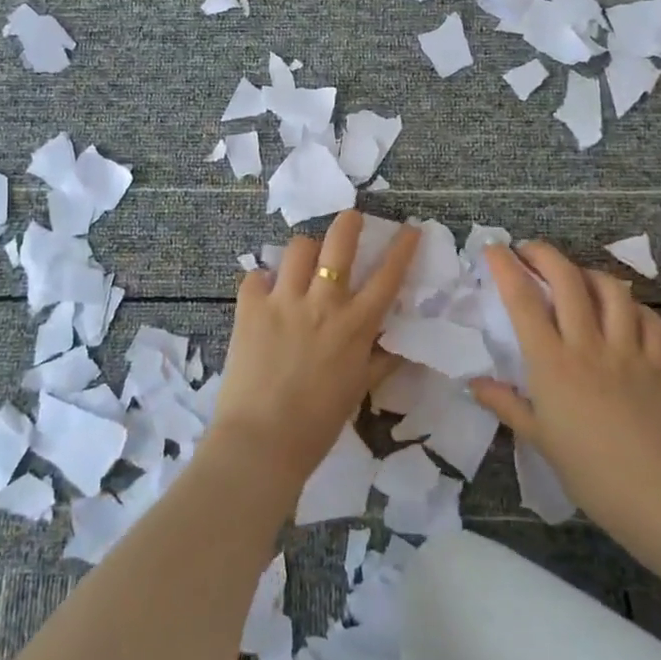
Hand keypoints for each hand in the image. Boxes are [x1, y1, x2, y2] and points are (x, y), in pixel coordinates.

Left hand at [209, 211, 419, 495]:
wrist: (262, 441)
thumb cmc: (317, 424)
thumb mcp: (358, 391)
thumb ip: (379, 362)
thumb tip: (400, 347)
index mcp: (355, 326)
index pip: (387, 276)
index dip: (402, 248)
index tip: (410, 228)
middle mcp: (323, 304)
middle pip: (339, 243)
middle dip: (349, 223)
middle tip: (351, 218)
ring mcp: (284, 301)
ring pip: (298, 249)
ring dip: (304, 251)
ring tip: (302, 263)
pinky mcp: (250, 307)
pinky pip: (255, 276)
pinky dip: (261, 281)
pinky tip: (263, 294)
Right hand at [471, 242, 660, 533]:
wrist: (658, 497)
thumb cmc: (588, 471)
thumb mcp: (538, 438)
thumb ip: (506, 404)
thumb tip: (474, 384)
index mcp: (552, 363)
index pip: (523, 300)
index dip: (505, 267)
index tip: (493, 248)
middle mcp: (588, 345)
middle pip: (567, 280)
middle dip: (545, 254)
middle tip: (530, 252)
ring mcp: (629, 351)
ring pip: (612, 290)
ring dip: (590, 274)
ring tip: (577, 278)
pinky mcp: (659, 364)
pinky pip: (650, 319)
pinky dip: (634, 307)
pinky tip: (624, 312)